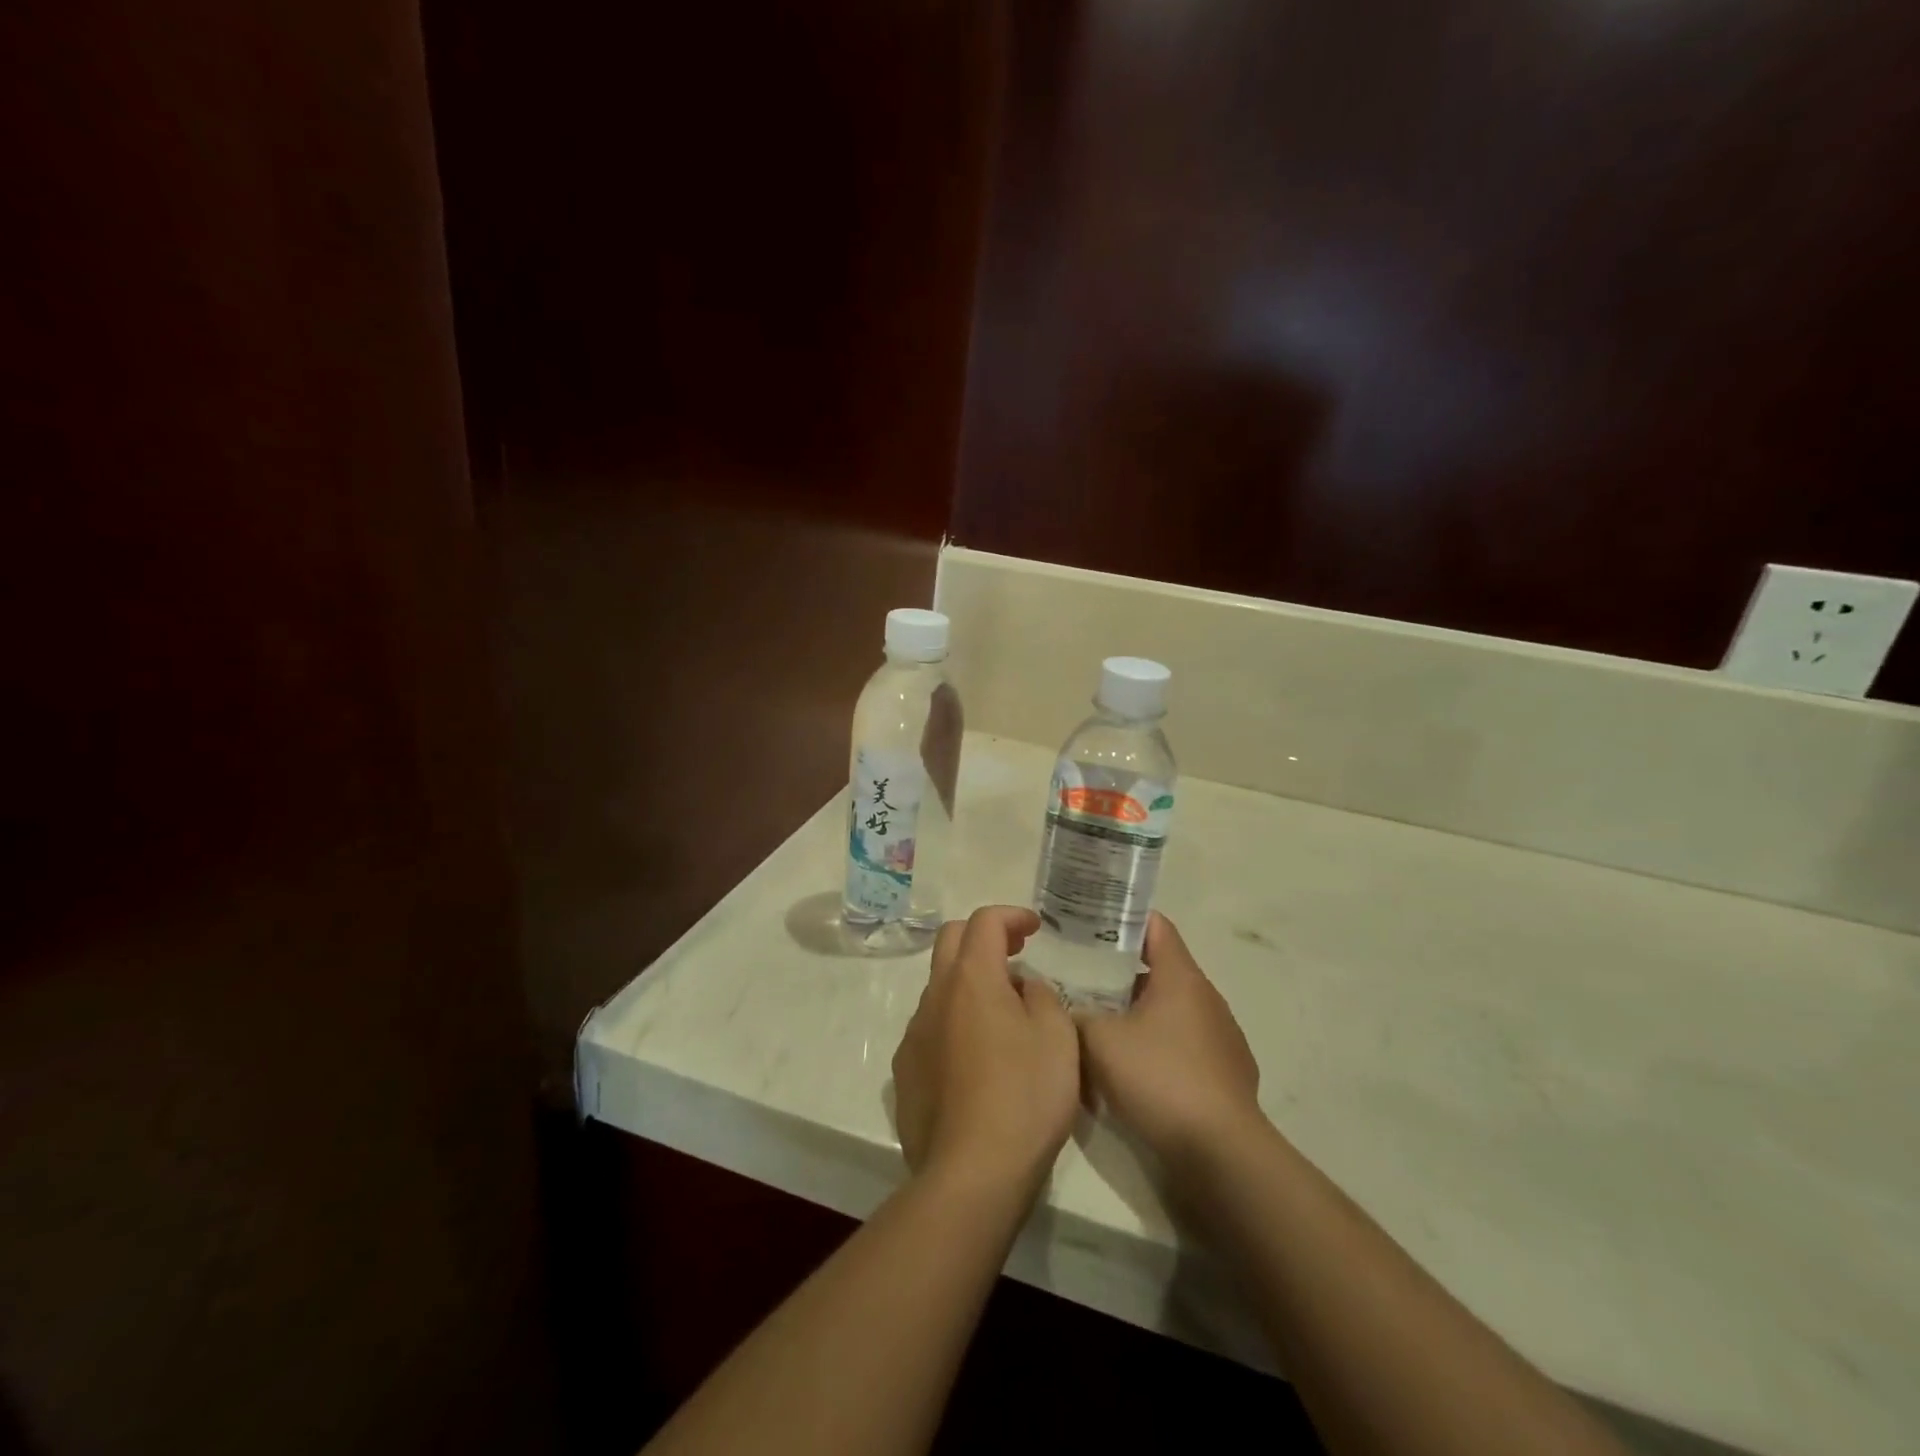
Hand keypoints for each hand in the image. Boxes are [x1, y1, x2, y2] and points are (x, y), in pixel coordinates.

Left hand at [892, 906, 1080, 1195]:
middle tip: (1016, 954)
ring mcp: (914, 1034)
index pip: (984, 921)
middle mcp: (935, 996)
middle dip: (983, 937)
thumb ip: (1041, 997)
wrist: (970, 1174)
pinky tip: (978, 1059)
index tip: (1034, 928)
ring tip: (1004, 1015)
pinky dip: (955, 1022)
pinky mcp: (905, 1072)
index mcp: (972, 979)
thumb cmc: (1025, 1097)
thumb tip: (1022, 987)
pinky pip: (931, 1029)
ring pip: (939, 987)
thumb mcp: (1058, 1037)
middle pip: (951, 941)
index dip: (1011, 916)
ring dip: (969, 983)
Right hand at [1078, 912, 1264, 1170]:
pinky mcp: (1229, 1076)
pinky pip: (1186, 1047)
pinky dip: (1161, 1049)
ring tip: (1104, 1028)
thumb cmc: (1158, 1078)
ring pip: (1172, 1012)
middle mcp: (1207, 999)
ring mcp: (1223, 1038)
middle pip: (1161, 971)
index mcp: (1181, 977)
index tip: (1093, 923)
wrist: (1220, 1153)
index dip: (1125, 919)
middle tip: (1083, 979)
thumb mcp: (1098, 1040)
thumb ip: (1076, 1014)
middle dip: (1122, 974)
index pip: (1156, 926)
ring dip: (1140, 1015)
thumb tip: (1062, 1004)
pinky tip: (1136, 1074)